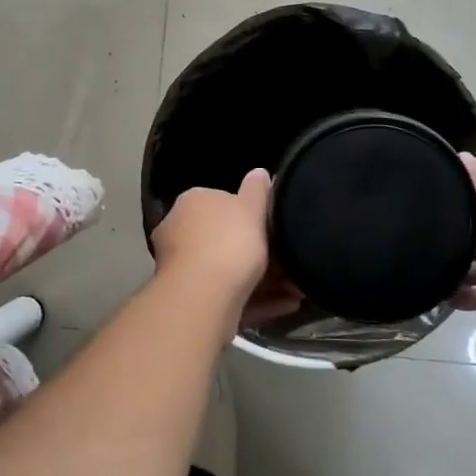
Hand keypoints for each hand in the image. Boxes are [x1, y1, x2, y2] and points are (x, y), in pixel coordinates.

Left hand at [152, 170, 300, 336]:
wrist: (203, 296)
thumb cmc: (228, 242)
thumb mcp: (251, 208)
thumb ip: (256, 190)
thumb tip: (259, 171)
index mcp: (191, 203)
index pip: (219, 201)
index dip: (247, 214)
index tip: (272, 227)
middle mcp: (178, 232)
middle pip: (222, 238)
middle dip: (255, 251)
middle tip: (287, 260)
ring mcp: (182, 269)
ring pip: (228, 271)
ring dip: (264, 280)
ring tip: (297, 289)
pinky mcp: (192, 300)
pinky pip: (230, 296)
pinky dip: (258, 301)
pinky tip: (287, 305)